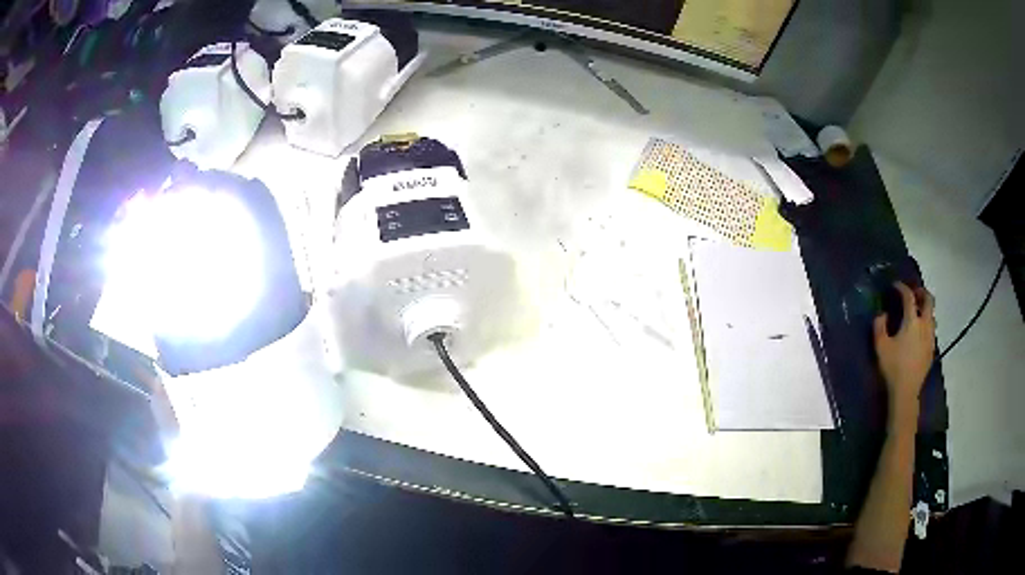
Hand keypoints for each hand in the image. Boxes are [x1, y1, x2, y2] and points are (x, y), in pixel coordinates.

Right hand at [874, 283, 934, 431]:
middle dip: (921, 292)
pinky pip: (931, 329)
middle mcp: (925, 325)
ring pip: (932, 315)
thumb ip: (879, 326)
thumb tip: (882, 314)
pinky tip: (919, 332)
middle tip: (913, 292)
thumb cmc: (893, 367)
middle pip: (928, 300)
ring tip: (917, 312)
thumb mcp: (880, 346)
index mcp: (912, 321)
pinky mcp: (932, 349)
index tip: (895, 286)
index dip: (902, 288)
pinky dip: (926, 323)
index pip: (909, 296)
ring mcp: (930, 337)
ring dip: (925, 309)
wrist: (906, 391)